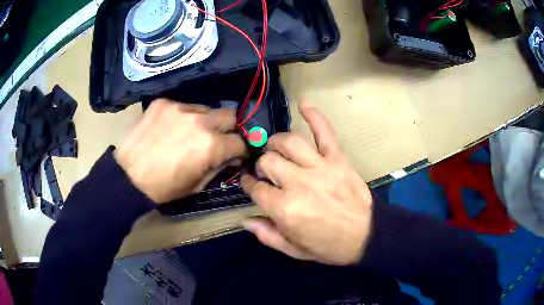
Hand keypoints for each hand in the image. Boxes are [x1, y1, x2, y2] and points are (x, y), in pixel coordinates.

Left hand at [115, 99, 246, 203]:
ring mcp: (180, 108)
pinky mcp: (163, 103)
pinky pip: (182, 106)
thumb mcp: (197, 185)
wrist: (127, 177)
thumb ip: (218, 167)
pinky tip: (170, 128)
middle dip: (229, 128)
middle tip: (218, 138)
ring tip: (190, 132)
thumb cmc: (163, 188)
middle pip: (230, 114)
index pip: (240, 141)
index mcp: (211, 145)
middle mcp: (200, 121)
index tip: (235, 154)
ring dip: (204, 121)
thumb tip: (230, 157)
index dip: (240, 150)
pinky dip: (182, 117)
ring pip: (205, 109)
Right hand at [241, 101, 372, 265]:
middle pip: (269, 161)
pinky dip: (314, 115)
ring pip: (290, 142)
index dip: (249, 185)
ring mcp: (320, 167)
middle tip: (266, 170)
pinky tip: (303, 103)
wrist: (366, 236)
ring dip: (277, 142)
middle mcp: (299, 183)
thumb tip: (244, 219)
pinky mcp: (338, 159)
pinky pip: (325, 132)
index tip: (250, 183)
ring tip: (275, 146)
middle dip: (262, 165)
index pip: (256, 188)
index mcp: (285, 209)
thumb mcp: (293, 250)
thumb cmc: (328, 246)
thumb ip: (266, 235)